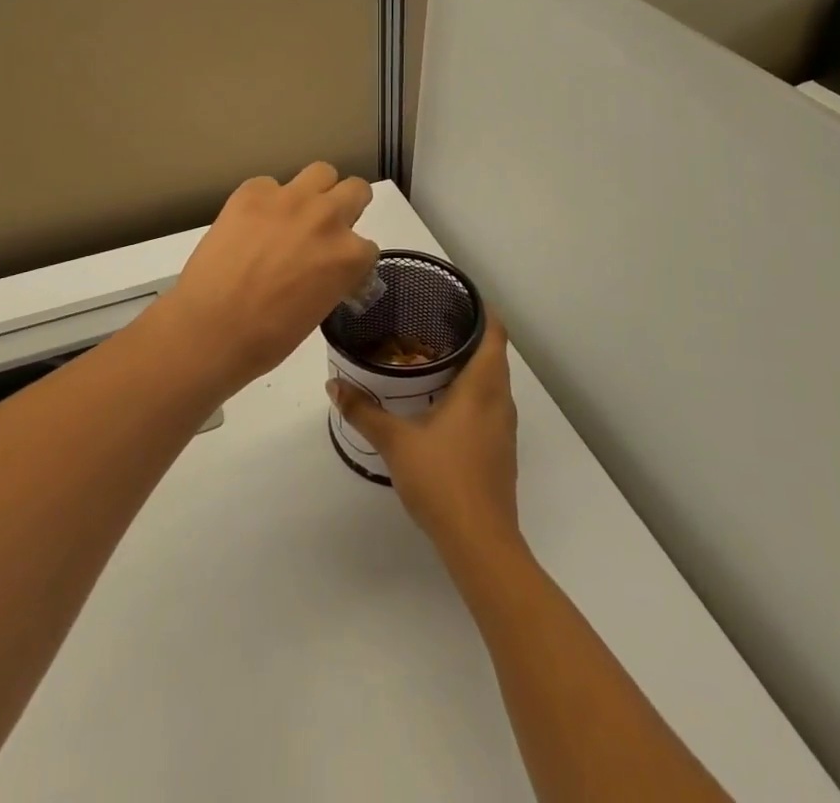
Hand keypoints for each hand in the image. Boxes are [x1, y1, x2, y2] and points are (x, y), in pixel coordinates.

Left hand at [164, 163, 377, 390]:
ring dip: (315, 191)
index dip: (350, 257)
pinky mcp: (252, 192)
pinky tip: (250, 225)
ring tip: (295, 214)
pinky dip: (266, 201)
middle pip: (356, 190)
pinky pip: (270, 185)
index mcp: (349, 256)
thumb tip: (323, 267)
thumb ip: (332, 277)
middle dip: (346, 207)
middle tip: (324, 228)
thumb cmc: (266, 338)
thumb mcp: (318, 310)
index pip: (367, 246)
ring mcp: (289, 199)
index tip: (334, 267)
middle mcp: (327, 218)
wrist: (209, 329)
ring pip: (321, 172)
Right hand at [329, 313, 520, 555]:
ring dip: (474, 365)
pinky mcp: (502, 450)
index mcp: (482, 387)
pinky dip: (475, 391)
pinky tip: (445, 402)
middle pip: (496, 354)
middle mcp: (500, 400)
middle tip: (434, 322)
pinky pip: (492, 404)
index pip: (495, 333)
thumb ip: (364, 411)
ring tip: (436, 355)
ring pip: (495, 381)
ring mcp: (505, 428)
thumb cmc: (442, 479)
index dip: (482, 310)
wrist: (481, 542)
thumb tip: (333, 384)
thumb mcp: (395, 442)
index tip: (458, 297)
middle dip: (472, 334)